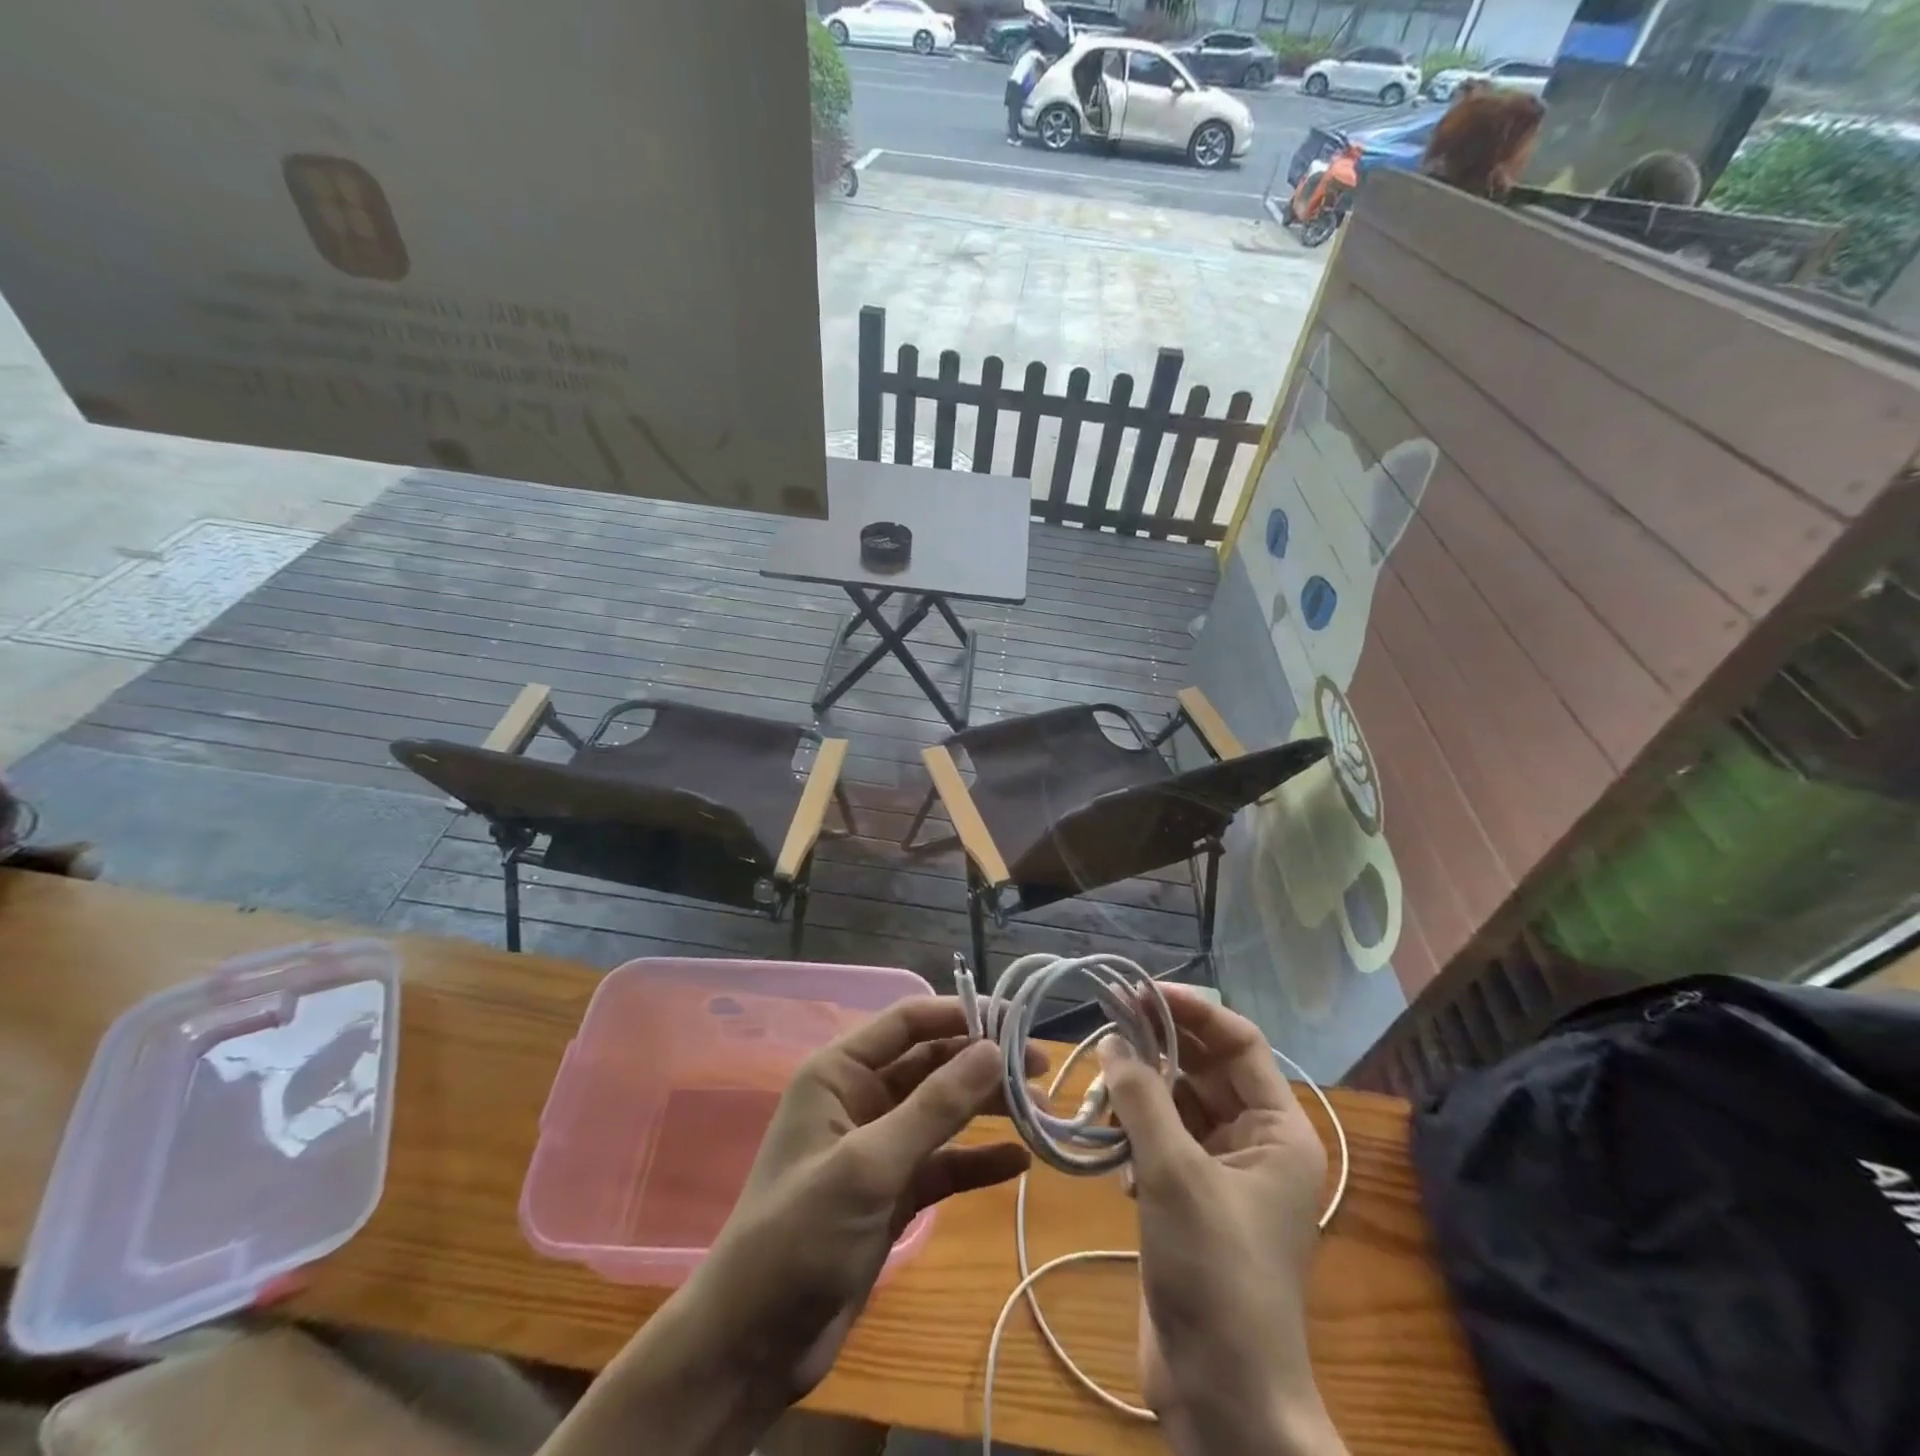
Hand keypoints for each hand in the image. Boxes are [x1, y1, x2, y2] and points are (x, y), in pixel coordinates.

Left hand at [691, 997, 1036, 1397]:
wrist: (752, 1346)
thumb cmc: (800, 1234)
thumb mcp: (869, 1164)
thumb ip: (934, 1106)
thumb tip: (993, 1050)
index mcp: (839, 1072)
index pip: (907, 1022)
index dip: (960, 1013)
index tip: (1015, 1020)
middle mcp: (860, 1098)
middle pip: (931, 1063)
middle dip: (982, 1062)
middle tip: (1040, 1067)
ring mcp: (878, 1147)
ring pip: (942, 1111)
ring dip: (986, 1108)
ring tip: (1038, 1111)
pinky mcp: (892, 1193)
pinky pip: (943, 1163)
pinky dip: (976, 1161)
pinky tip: (1017, 1163)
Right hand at [1098, 987, 1346, 1455]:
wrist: (1222, 1396)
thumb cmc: (1215, 1274)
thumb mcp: (1175, 1174)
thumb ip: (1141, 1098)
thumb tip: (1114, 1039)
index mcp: (1277, 1131)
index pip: (1239, 1043)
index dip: (1192, 1011)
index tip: (1139, 991)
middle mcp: (1256, 1143)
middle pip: (1205, 1070)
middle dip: (1158, 1047)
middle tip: (1105, 1023)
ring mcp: (1222, 1173)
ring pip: (1178, 1105)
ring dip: (1139, 1093)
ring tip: (1098, 1087)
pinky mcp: (1191, 1200)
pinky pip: (1162, 1141)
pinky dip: (1134, 1133)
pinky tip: (1107, 1146)